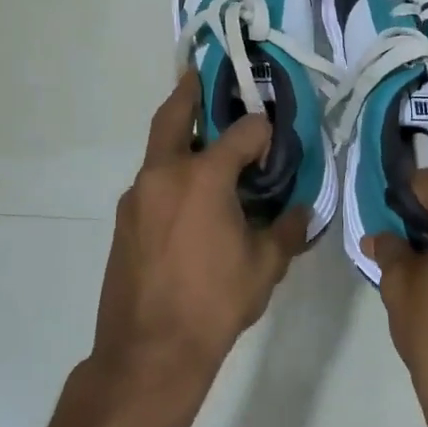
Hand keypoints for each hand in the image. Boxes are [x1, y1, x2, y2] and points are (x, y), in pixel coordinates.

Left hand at [91, 71, 311, 400]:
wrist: (148, 352)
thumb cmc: (214, 304)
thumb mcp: (264, 267)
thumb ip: (287, 231)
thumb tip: (302, 211)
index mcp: (203, 177)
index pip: (242, 132)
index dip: (262, 130)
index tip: (274, 138)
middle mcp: (165, 173)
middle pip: (175, 115)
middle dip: (190, 91)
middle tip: (201, 74)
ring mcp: (138, 195)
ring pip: (159, 148)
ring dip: (180, 134)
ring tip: (205, 139)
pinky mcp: (124, 219)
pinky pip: (152, 180)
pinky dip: (171, 171)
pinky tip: (190, 196)